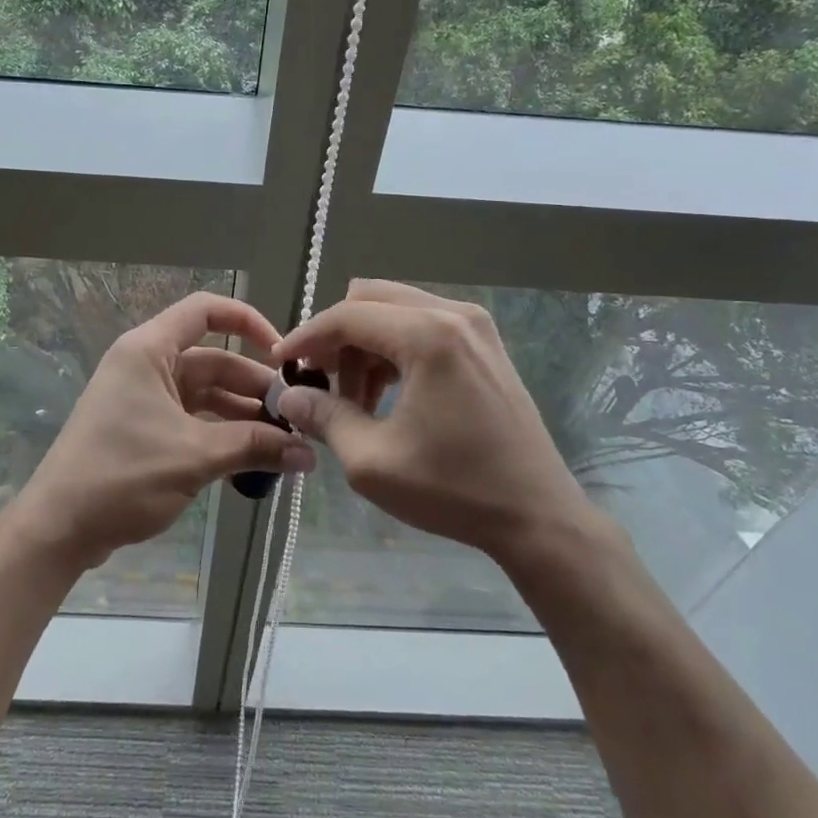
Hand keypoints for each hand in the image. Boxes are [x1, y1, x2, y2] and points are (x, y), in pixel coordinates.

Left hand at [10, 292, 315, 569]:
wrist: (58, 527)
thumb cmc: (122, 475)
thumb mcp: (194, 457)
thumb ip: (254, 447)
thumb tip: (307, 454)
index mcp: (149, 350)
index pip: (205, 310)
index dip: (248, 321)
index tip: (282, 354)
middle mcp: (147, 365)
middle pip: (213, 360)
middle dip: (255, 387)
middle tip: (297, 418)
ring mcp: (144, 397)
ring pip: (206, 394)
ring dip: (243, 416)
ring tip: (285, 444)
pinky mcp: (144, 428)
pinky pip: (193, 419)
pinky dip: (222, 435)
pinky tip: (253, 459)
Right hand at [271, 281, 603, 567]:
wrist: (538, 517)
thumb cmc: (454, 489)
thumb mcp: (372, 460)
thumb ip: (324, 416)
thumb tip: (288, 394)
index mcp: (428, 335)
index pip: (347, 316)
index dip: (306, 337)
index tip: (279, 364)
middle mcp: (453, 314)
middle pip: (370, 300)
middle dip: (336, 337)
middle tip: (319, 381)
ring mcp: (475, 326)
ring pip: (395, 311)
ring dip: (365, 346)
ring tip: (355, 401)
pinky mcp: (484, 344)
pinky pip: (422, 326)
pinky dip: (393, 351)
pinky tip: (387, 396)